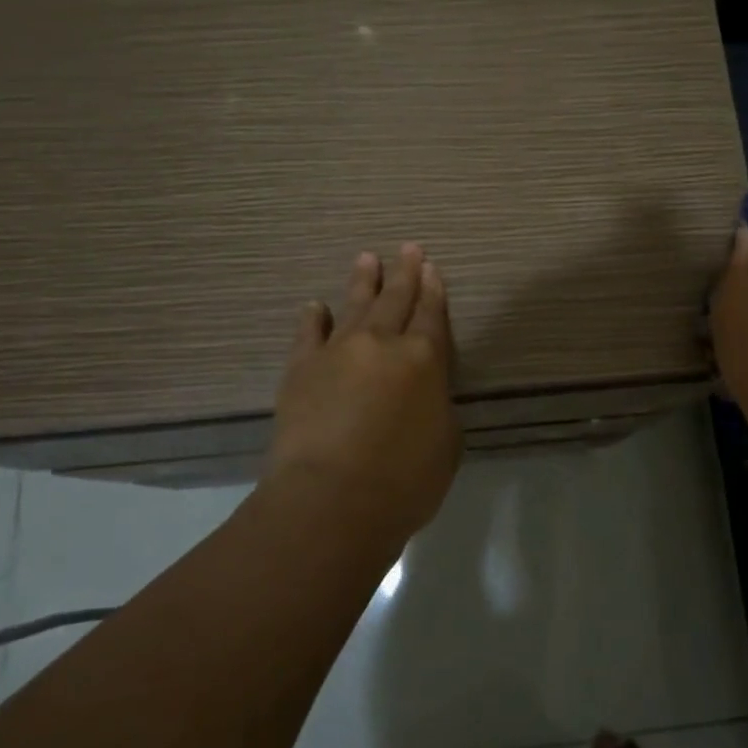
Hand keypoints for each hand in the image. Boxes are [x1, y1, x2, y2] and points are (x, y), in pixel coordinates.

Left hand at [268, 243, 463, 546]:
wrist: (331, 499)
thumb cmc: (403, 481)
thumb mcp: (446, 445)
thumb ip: (438, 408)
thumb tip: (425, 395)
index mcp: (425, 360)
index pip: (433, 315)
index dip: (434, 291)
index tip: (432, 267)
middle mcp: (383, 344)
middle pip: (396, 299)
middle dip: (405, 273)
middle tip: (409, 247)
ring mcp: (338, 352)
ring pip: (355, 305)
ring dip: (363, 281)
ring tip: (368, 258)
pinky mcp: (301, 368)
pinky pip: (308, 333)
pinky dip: (314, 318)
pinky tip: (316, 306)